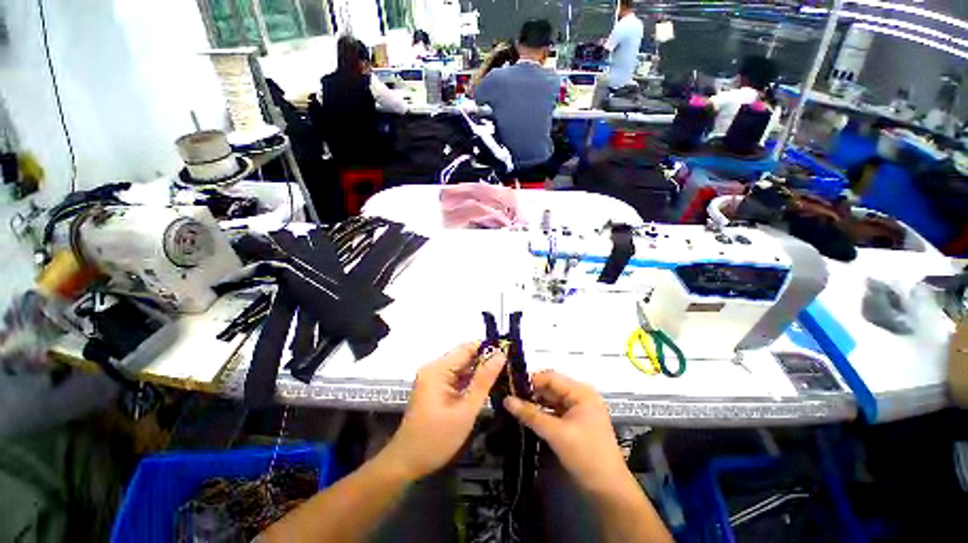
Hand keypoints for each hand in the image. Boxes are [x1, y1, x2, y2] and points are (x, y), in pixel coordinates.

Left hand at [382, 343, 505, 480]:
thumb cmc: (436, 439)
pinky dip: (471, 381)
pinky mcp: (435, 388)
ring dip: (480, 372)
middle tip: (510, 367)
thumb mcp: (465, 410)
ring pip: (462, 368)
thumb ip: (484, 380)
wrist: (406, 463)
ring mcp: (434, 378)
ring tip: (503, 375)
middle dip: (486, 361)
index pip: (467, 348)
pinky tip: (486, 386)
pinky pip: (457, 378)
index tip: (509, 352)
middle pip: (464, 357)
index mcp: (438, 369)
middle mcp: (434, 368)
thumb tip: (500, 355)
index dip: (489, 348)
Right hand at [504, 371, 626, 492]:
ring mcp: (579, 409)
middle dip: (532, 392)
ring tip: (515, 406)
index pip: (551, 377)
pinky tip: (528, 417)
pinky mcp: (576, 422)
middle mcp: (581, 395)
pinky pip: (556, 411)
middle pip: (551, 387)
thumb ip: (530, 414)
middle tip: (510, 397)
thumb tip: (506, 399)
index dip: (530, 380)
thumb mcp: (556, 434)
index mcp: (581, 392)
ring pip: (552, 399)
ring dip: (536, 403)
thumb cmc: (585, 455)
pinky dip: (543, 413)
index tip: (510, 386)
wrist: (609, 490)